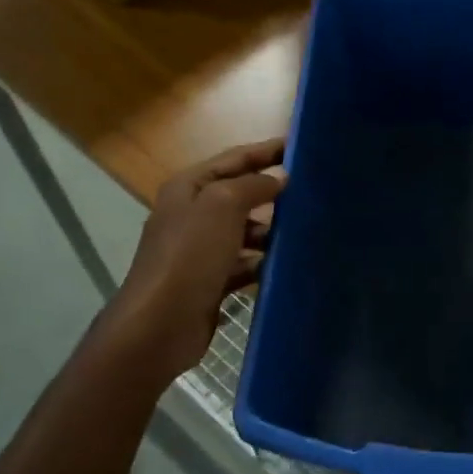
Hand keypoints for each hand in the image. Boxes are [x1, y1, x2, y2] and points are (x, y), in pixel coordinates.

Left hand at [99, 139, 284, 383]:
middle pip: (239, 194)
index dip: (267, 151)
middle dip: (272, 192)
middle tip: (313, 192)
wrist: (159, 326)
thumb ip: (253, 186)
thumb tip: (279, 178)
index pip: (234, 159)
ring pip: (244, 231)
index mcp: (189, 187)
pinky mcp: (209, 281)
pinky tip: (286, 265)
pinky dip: (262, 262)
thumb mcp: (222, 206)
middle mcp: (192, 214)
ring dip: (271, 230)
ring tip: (305, 231)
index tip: (301, 147)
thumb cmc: (190, 256)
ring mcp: (199, 250)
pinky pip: (243, 263)